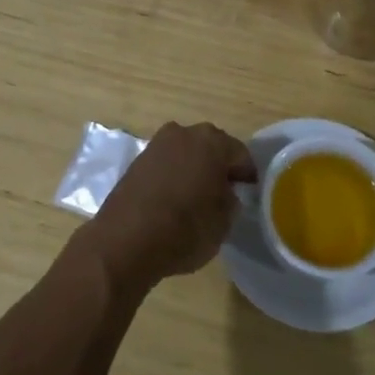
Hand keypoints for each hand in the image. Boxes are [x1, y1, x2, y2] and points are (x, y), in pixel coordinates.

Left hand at [84, 122, 256, 289]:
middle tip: (225, 193)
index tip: (249, 193)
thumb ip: (231, 201)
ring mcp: (157, 144)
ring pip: (186, 152)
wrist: (125, 241)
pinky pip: (166, 163)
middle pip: (212, 147)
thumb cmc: (184, 230)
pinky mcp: (137, 159)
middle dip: (219, 166)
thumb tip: (226, 193)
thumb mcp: (223, 223)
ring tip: (198, 196)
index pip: (240, 154)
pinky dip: (173, 174)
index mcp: (212, 143)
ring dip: (194, 168)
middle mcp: (184, 133)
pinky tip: (174, 198)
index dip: (247, 175)